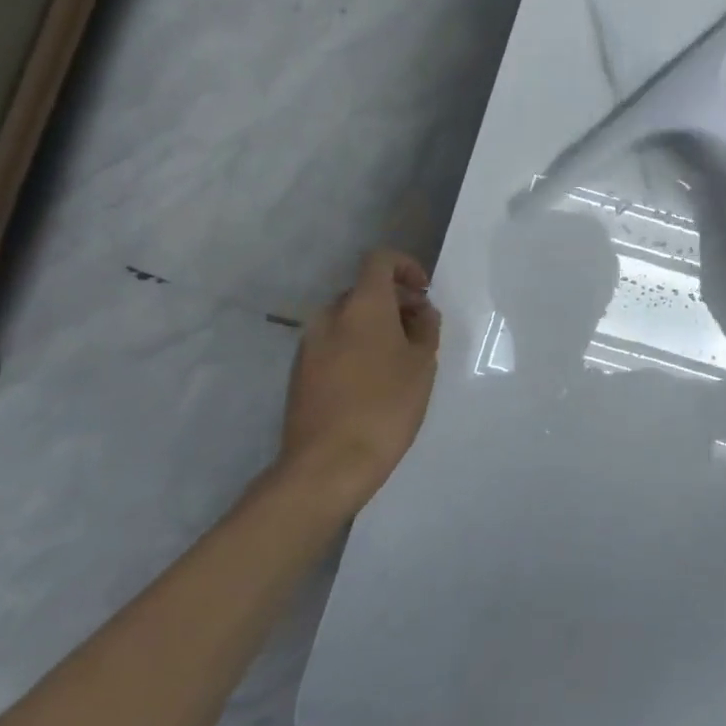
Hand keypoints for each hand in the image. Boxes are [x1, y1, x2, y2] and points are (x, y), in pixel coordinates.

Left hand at [273, 250, 441, 515]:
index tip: (424, 292)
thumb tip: (420, 311)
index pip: (380, 260)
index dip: (406, 266)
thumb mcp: (422, 365)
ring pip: (348, 319)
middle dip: (394, 302)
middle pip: (364, 291)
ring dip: (375, 326)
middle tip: (420, 331)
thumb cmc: (384, 407)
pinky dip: (355, 347)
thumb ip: (425, 328)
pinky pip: (334, 343)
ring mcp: (309, 344)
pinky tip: (373, 382)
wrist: (327, 465)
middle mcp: (329, 315)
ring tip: (399, 360)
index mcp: (362, 305)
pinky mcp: (300, 372)